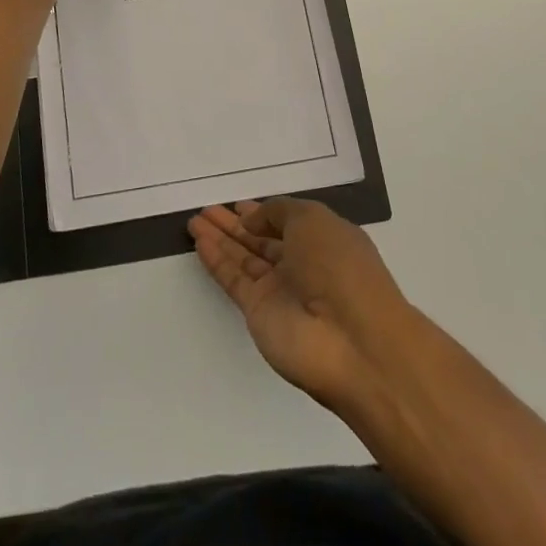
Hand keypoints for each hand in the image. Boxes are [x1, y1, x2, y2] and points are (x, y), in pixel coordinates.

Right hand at [189, 198, 412, 414]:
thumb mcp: (312, 219)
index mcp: (324, 239)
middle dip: (235, 225)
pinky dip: (216, 260)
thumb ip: (277, 212)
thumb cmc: (339, 266)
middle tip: (206, 209)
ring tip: (193, 221)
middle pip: (261, 240)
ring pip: (243, 258)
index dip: (263, 212)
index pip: (287, 222)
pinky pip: (233, 279)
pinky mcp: (259, 312)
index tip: (237, 204)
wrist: (351, 341)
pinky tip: (199, 242)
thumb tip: (251, 220)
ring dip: (220, 239)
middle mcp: (302, 264)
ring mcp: (280, 290)